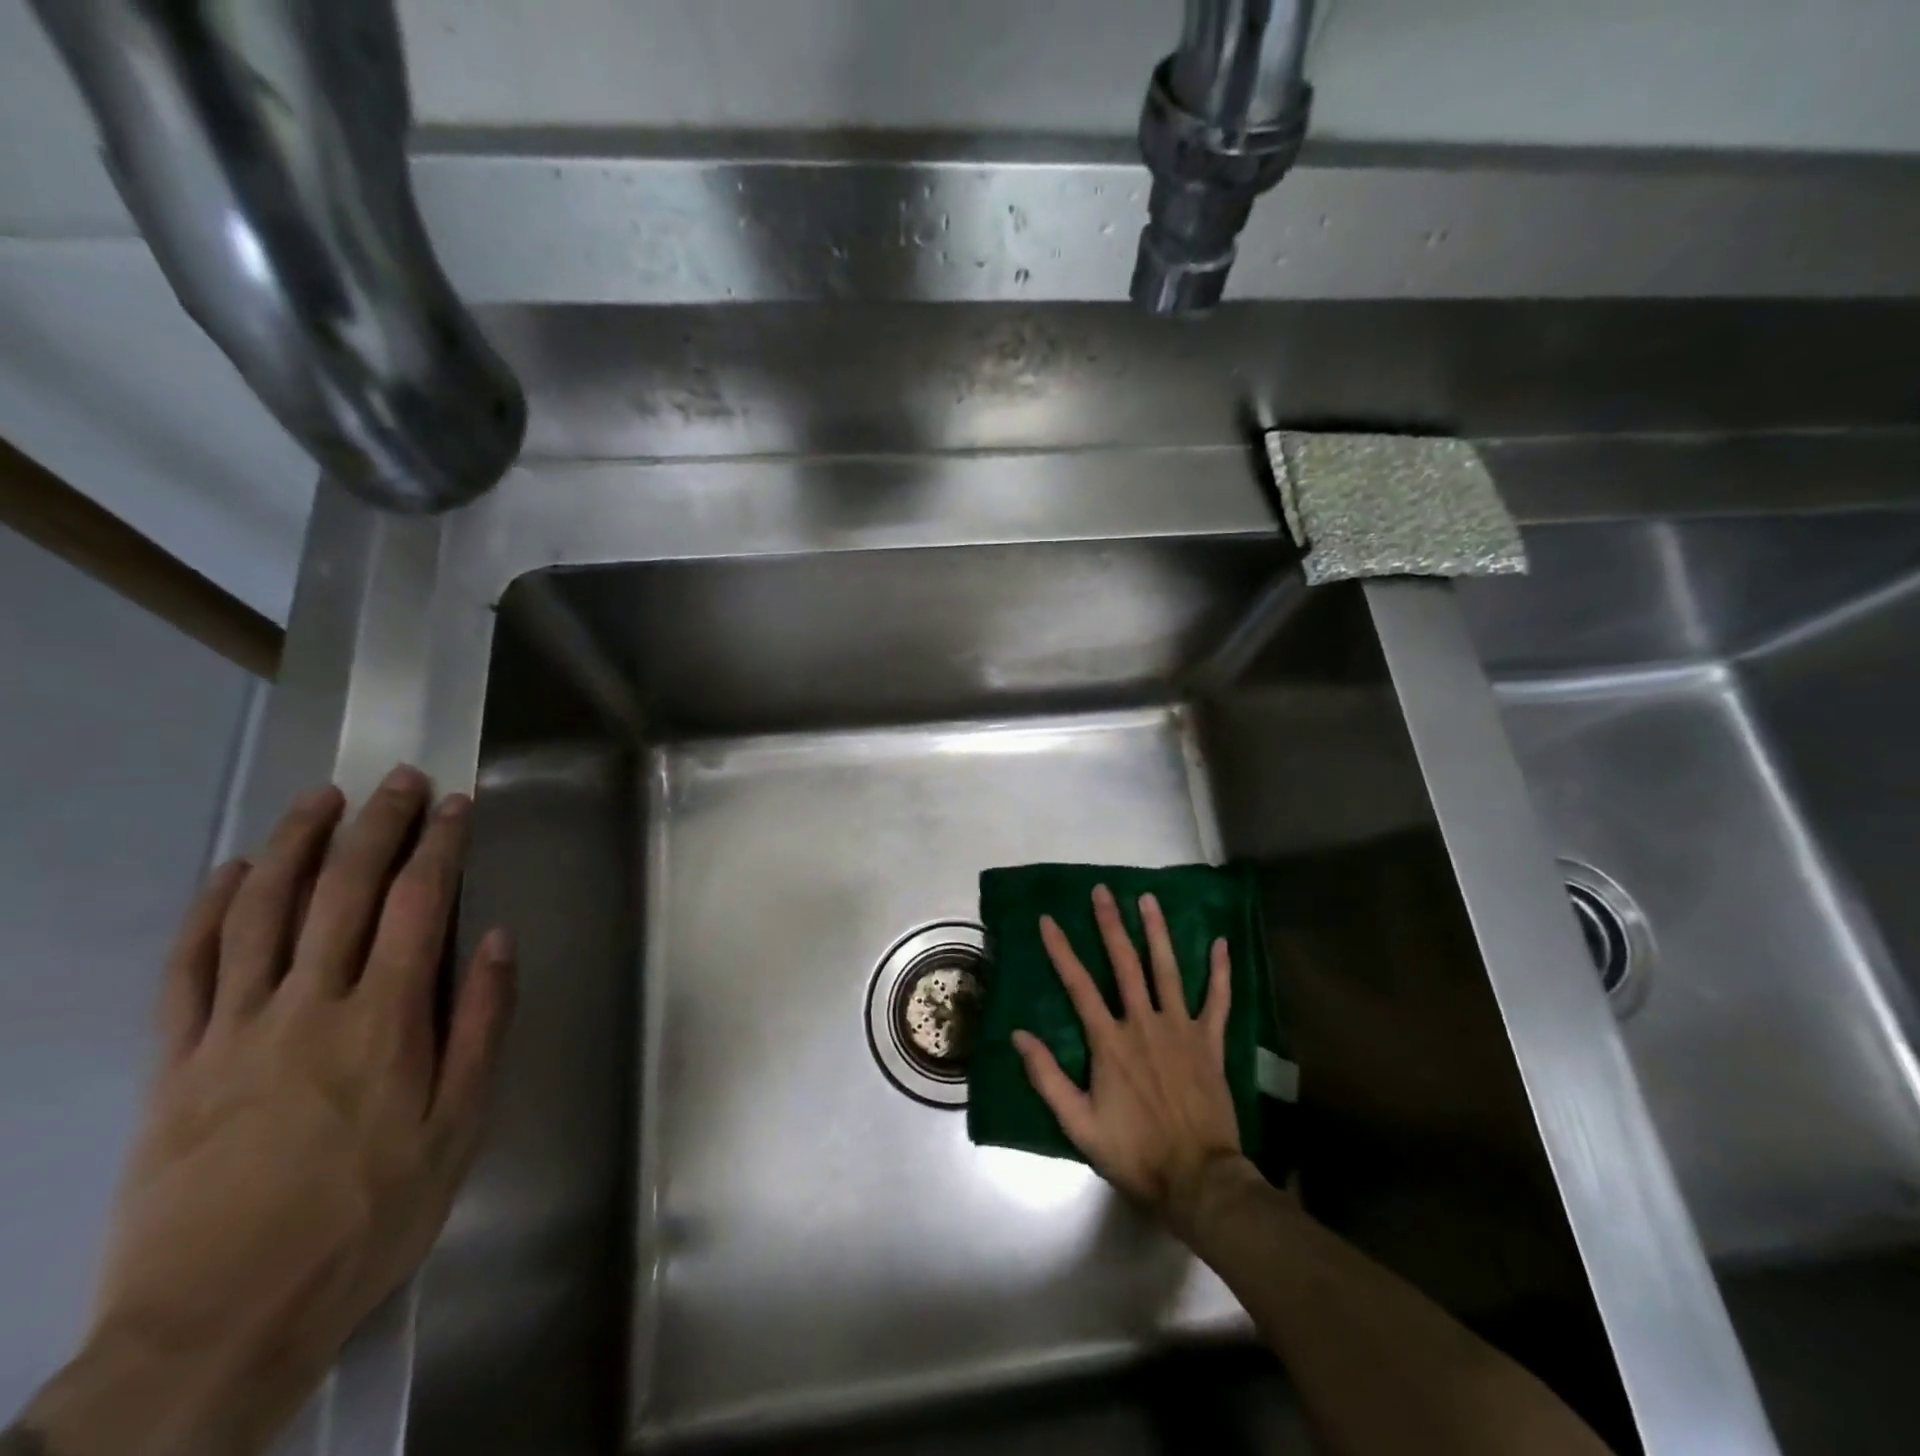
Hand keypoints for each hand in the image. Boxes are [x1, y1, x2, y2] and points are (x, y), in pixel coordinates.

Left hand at [24, 766, 514, 1455]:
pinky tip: (227, 873)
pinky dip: (207, 911)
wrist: (219, 1321)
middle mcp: (309, 1005)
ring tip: (320, 798)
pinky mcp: (174, 1062)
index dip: (439, 844)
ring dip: (293, 845)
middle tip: (398, 779)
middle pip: (342, 891)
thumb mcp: (457, 1126)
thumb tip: (493, 940)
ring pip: (260, 912)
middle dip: (377, 825)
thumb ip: (480, 1025)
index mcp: (385, 1020)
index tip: (455, 803)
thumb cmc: (367, 1216)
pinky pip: (187, 969)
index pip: (416, 905)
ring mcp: (232, 1029)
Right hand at [1013, 884, 1247, 1237]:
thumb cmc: (1135, 1153)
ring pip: (1168, 970)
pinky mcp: (1210, 1042)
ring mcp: (1181, 1029)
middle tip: (1102, 890)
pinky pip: (1218, 1000)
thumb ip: (1047, 1078)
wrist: (1199, 1180)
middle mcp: (1144, 1023)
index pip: (1078, 985)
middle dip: (1110, 924)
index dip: (1061, 950)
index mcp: (1110, 1042)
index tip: (1048, 919)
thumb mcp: (1079, 1124)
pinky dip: (1220, 971)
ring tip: (1148, 899)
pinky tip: (1221, 943)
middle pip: (1125, 964)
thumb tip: (1018, 1035)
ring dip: (1157, 932)